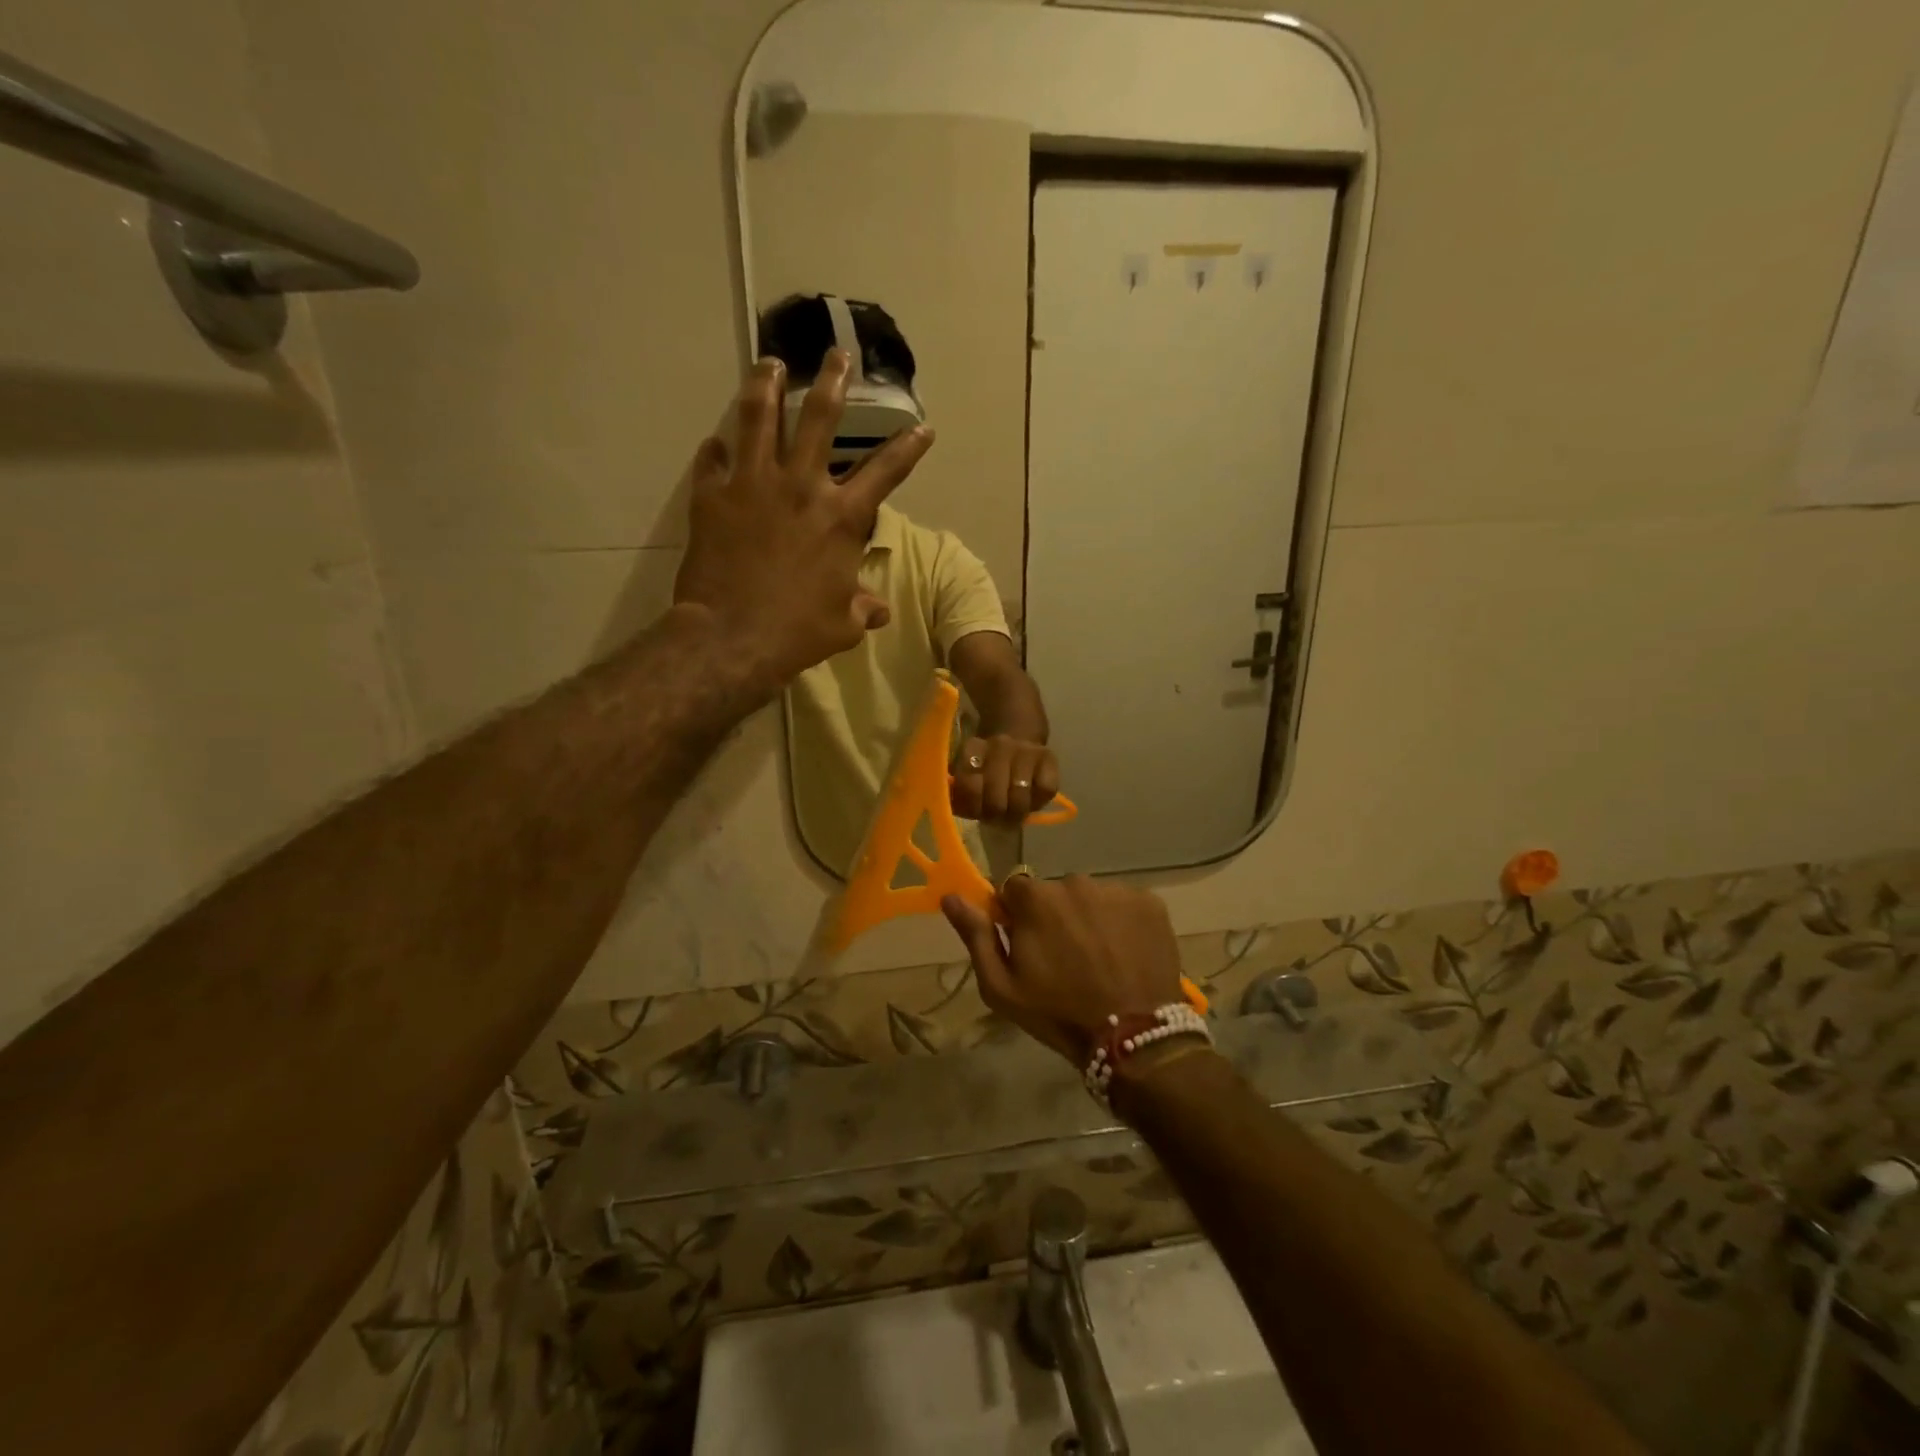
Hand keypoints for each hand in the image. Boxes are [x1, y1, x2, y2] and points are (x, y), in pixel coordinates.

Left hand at [673, 353, 933, 700]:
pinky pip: (712, 461)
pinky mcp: (712, 496)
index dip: (908, 448)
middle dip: (832, 381)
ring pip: (759, 417)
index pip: (885, 472)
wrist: (733, 637)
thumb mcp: (844, 625)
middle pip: (819, 418)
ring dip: (766, 385)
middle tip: (836, 354)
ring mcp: (753, 485)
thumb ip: (863, 608)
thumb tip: (878, 608)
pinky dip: (716, 451)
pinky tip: (716, 443)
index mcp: (842, 518)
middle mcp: (802, 487)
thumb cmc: (798, 632)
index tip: (922, 427)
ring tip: (769, 363)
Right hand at [941, 875, 1184, 1063]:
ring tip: (1100, 960)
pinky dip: (1122, 924)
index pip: (1015, 891)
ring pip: (1091, 898)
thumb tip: (950, 897)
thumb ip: (976, 936)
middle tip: (1066, 960)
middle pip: (1055, 893)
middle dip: (1055, 917)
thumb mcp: (1001, 986)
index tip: (1029, 947)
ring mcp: (1116, 890)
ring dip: (1089, 919)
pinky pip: (1125, 905)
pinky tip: (1125, 955)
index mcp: (1035, 897)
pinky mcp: (1150, 903)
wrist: (1132, 1036)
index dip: (1018, 918)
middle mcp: (1075, 881)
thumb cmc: (1057, 1013)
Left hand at [950, 735, 1058, 822]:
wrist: (1018, 739)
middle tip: (995, 818)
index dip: (972, 806)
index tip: (976, 813)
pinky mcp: (1049, 758)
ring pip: (1020, 795)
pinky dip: (1038, 801)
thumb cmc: (988, 768)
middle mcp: (999, 745)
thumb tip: (956, 811)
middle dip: (994, 814)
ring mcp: (1026, 750)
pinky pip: (1045, 790)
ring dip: (1015, 812)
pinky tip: (1031, 799)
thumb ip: (959, 794)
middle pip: (995, 797)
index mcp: (973, 748)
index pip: (968, 785)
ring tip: (1012, 815)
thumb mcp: (968, 775)